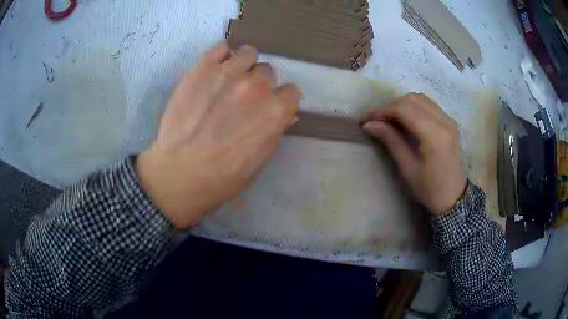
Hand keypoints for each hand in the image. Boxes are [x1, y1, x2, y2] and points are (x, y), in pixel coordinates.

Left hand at [136, 42, 301, 228]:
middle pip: (268, 72)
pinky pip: (221, 47)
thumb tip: (285, 115)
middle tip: (245, 97)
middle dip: (261, 84)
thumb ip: (275, 130)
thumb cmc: (224, 176)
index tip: (273, 105)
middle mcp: (257, 86)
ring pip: (248, 53)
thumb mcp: (260, 160)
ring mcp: (229, 73)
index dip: (282, 100)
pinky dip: (222, 55)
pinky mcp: (203, 68)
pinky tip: (216, 67)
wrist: (181, 173)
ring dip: (244, 64)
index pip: (292, 92)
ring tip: (230, 78)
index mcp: (276, 111)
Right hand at [361, 93, 466, 215]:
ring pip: (419, 98)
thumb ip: (391, 141)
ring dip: (401, 105)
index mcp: (435, 135)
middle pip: (411, 100)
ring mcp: (449, 119)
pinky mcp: (449, 121)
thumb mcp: (407, 168)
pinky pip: (427, 104)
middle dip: (390, 106)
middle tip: (376, 121)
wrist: (452, 197)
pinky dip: (412, 107)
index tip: (366, 119)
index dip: (382, 111)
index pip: (404, 110)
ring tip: (389, 120)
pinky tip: (405, 119)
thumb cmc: (429, 189)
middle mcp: (444, 121)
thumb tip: (369, 124)